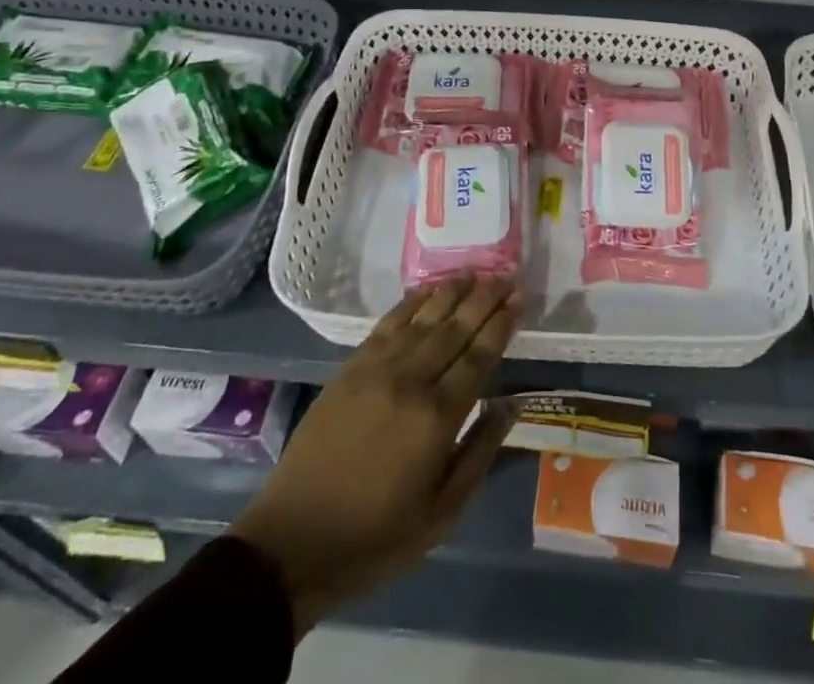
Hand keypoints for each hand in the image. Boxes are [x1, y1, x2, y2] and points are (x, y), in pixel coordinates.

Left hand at [230, 275, 522, 634]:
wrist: (293, 541)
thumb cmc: (376, 537)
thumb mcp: (442, 513)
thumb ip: (480, 452)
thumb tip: (511, 404)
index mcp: (437, 418)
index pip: (479, 356)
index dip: (502, 323)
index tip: (520, 297)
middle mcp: (411, 380)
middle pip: (455, 328)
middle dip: (484, 298)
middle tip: (507, 275)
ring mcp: (377, 369)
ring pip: (424, 318)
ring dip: (451, 292)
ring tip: (474, 272)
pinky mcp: (351, 367)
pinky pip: (388, 323)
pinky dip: (412, 302)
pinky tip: (428, 290)